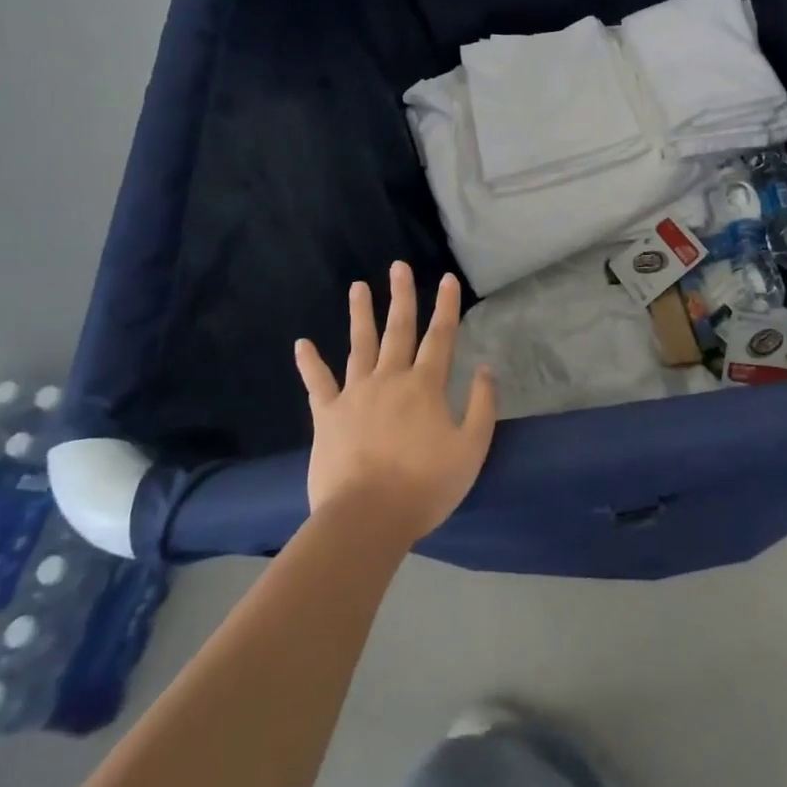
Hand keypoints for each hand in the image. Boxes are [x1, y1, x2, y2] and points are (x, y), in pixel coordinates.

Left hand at [295, 263, 495, 542]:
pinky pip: (318, 384)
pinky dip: (310, 363)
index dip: (446, 306)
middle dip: (402, 296)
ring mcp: (355, 394)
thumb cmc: (425, 486)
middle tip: (399, 266)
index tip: (447, 278)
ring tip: (358, 286)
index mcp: (425, 386)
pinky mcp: (328, 416)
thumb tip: (485, 369)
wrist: (366, 519)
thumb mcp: (471, 449)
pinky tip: (302, 344)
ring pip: (359, 345)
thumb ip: (481, 406)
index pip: (441, 337)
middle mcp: (390, 379)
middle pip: (398, 330)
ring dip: (360, 314)